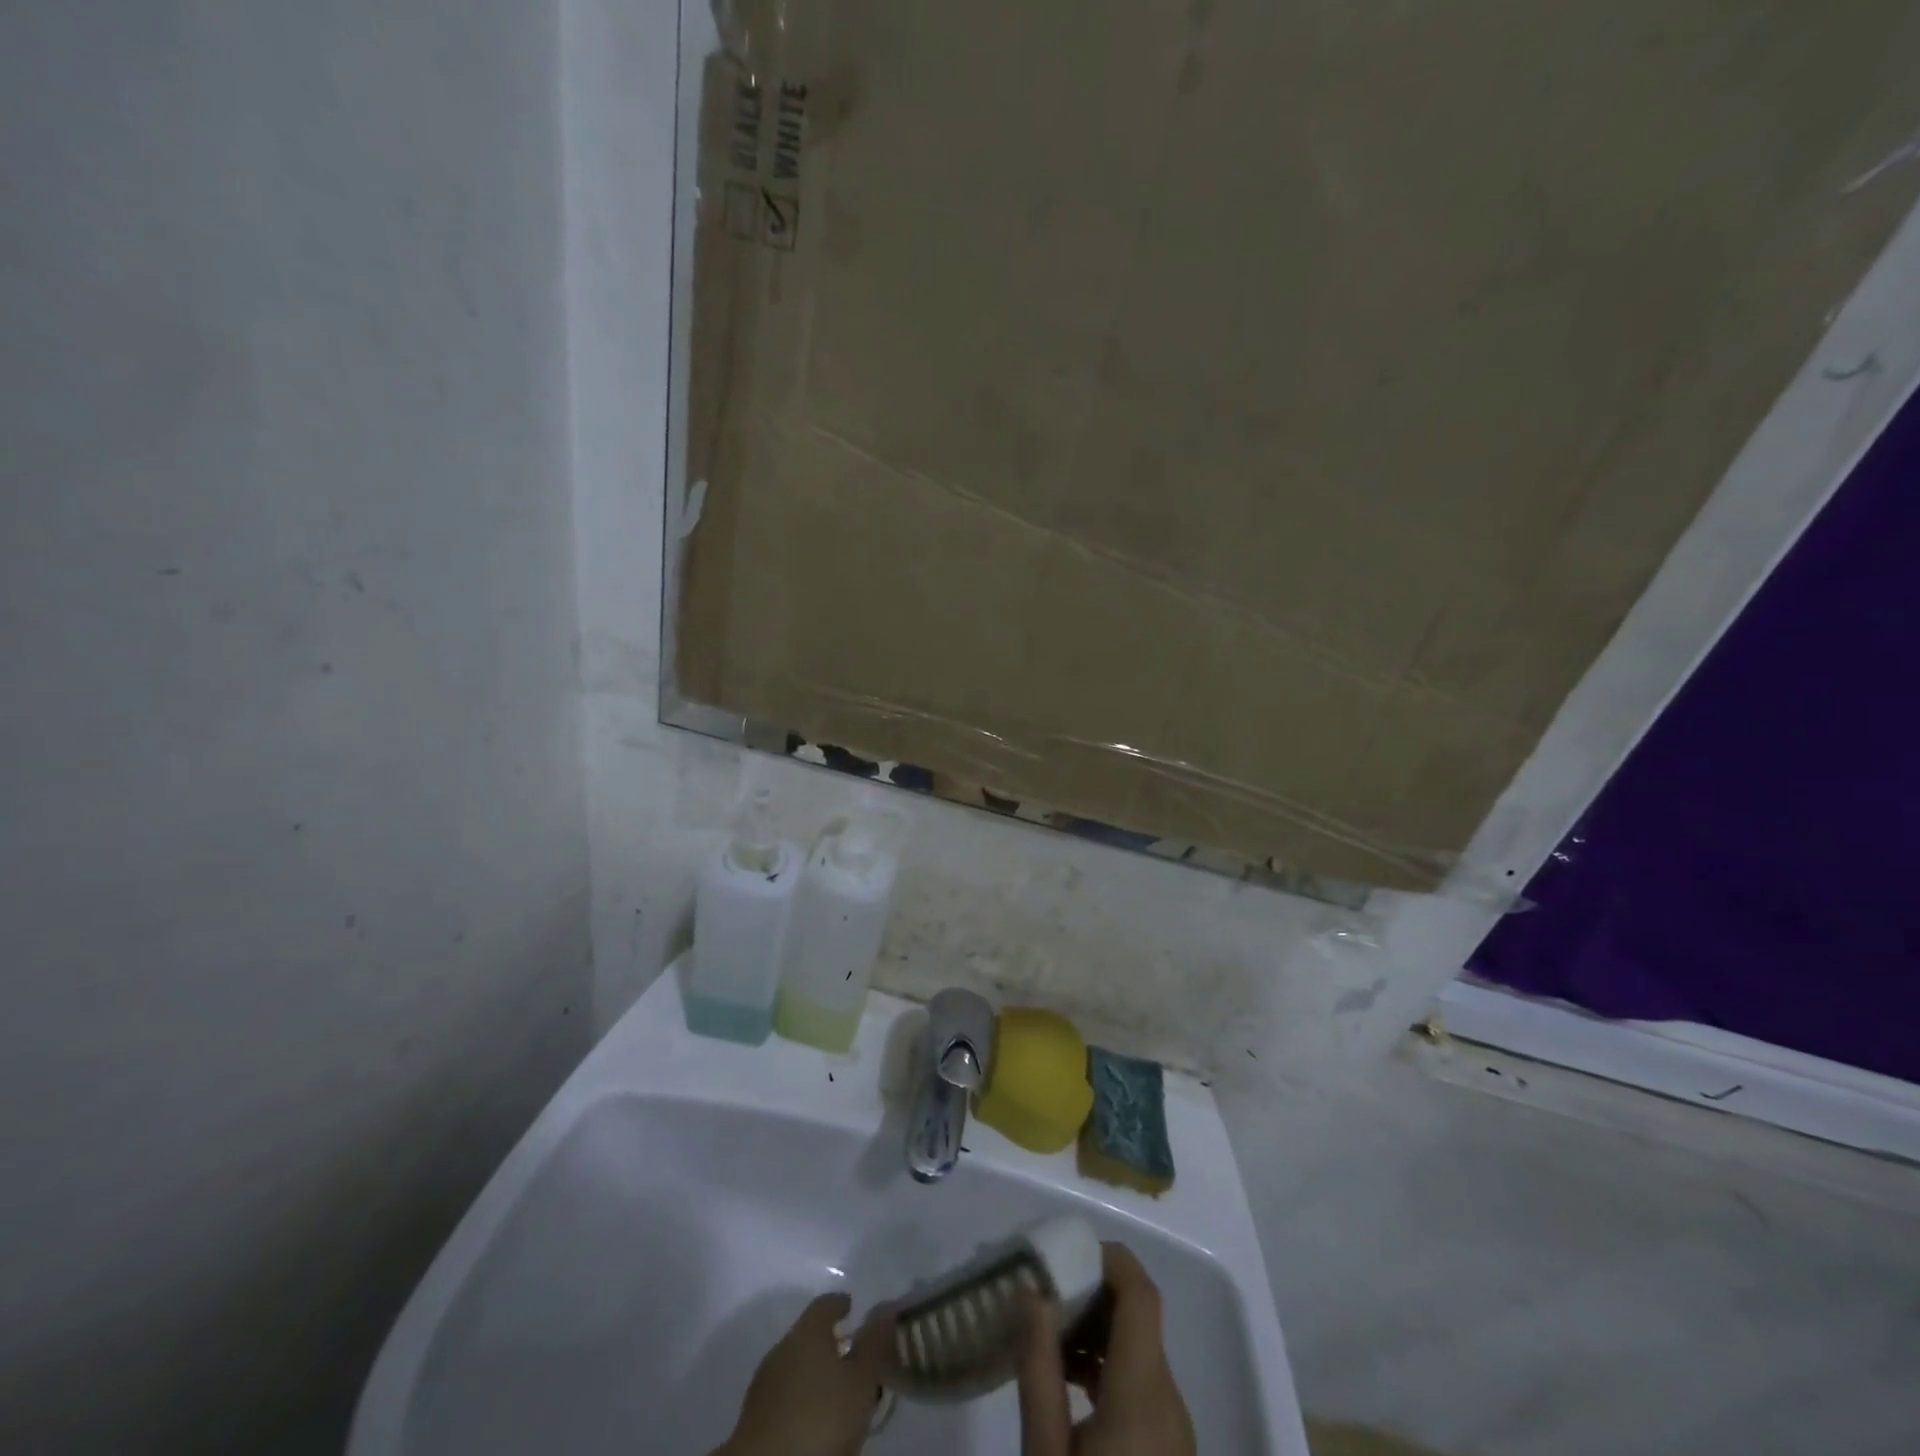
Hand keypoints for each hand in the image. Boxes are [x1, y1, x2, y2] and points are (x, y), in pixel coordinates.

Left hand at [713, 1293, 889, 1455]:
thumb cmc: (820, 1420)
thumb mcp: (861, 1382)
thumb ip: (874, 1344)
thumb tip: (885, 1308)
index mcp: (807, 1332)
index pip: (824, 1304)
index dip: (840, 1303)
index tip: (851, 1307)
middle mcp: (782, 1349)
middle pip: (808, 1336)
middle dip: (829, 1344)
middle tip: (852, 1359)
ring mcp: (764, 1384)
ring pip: (795, 1367)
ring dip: (815, 1374)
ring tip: (836, 1394)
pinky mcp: (753, 1419)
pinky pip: (784, 1395)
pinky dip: (801, 1398)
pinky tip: (813, 1419)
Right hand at [1017, 1244, 1195, 1455]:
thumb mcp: (1045, 1450)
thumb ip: (1039, 1368)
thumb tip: (1033, 1292)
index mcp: (1145, 1390)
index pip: (1140, 1292)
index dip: (1107, 1258)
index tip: (1064, 1252)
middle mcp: (1170, 1397)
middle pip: (1137, 1316)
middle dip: (1090, 1292)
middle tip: (1043, 1295)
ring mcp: (1176, 1424)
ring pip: (1139, 1347)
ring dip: (1096, 1329)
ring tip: (1048, 1339)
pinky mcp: (1171, 1444)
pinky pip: (1143, 1380)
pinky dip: (1109, 1363)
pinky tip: (1069, 1379)